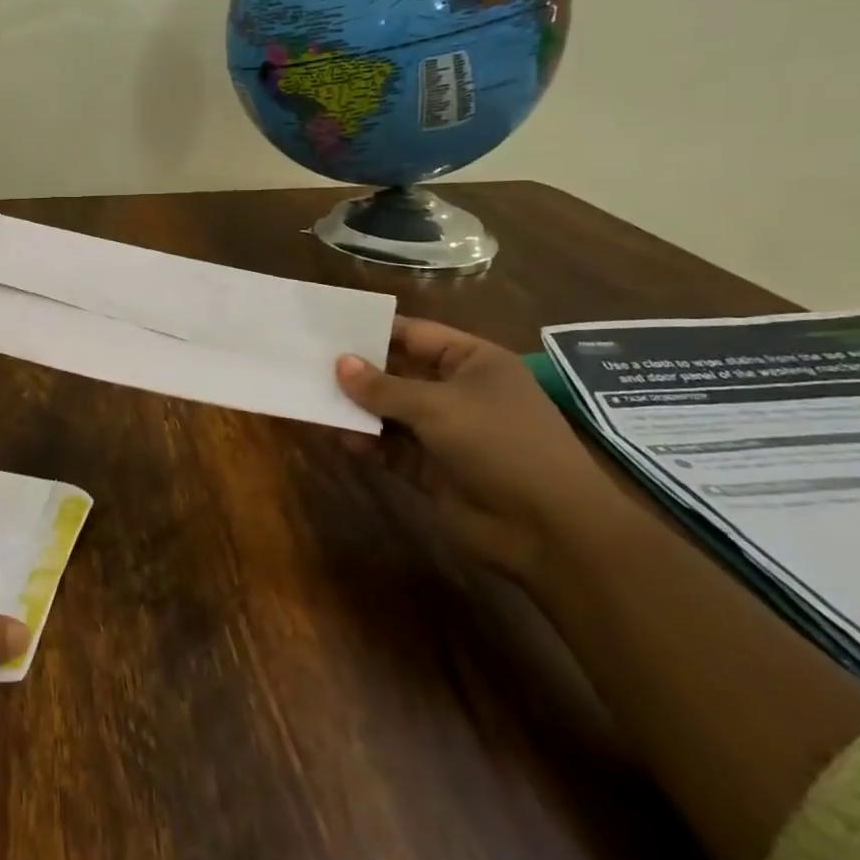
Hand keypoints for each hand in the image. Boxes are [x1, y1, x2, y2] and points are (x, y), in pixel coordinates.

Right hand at [336, 316, 624, 583]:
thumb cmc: (501, 445)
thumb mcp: (438, 406)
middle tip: (308, 363)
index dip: (375, 331)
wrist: (550, 531)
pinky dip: (366, 441)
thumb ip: (384, 387)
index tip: (329, 329)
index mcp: (474, 362)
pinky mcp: (433, 469)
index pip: (416, 335)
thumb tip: (339, 364)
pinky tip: (337, 437)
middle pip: (399, 373)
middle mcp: (459, 392)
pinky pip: (391, 446)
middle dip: (358, 372)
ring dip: (357, 409)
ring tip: (313, 400)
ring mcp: (446, 432)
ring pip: (390, 412)